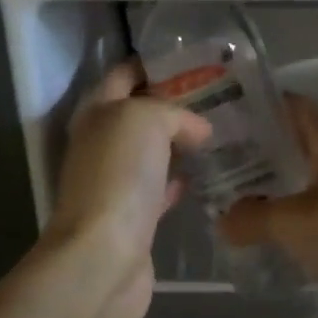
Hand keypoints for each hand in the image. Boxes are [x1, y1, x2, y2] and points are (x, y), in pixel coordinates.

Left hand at [46, 60, 210, 317]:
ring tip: (220, 131)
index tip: (191, 59)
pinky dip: (180, 179)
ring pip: (151, 151)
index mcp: (96, 112)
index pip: (123, 75)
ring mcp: (115, 182)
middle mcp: (101, 143)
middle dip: (172, 103)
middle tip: (218, 96)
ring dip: (178, 142)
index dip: (152, 64)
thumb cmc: (118, 175)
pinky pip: (160, 188)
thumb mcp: (146, 120)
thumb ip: (175, 113)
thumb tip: (199, 130)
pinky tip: (206, 175)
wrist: (103, 257)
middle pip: (138, 113)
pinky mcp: (133, 217)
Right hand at [219, 95, 317, 293]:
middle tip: (220, 157)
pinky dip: (289, 213)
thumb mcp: (291, 220)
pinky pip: (312, 209)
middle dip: (260, 147)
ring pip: (303, 176)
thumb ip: (251, 217)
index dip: (262, 103)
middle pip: (295, 141)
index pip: (293, 105)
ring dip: (274, 183)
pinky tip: (264, 229)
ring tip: (232, 193)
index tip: (227, 112)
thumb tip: (222, 220)